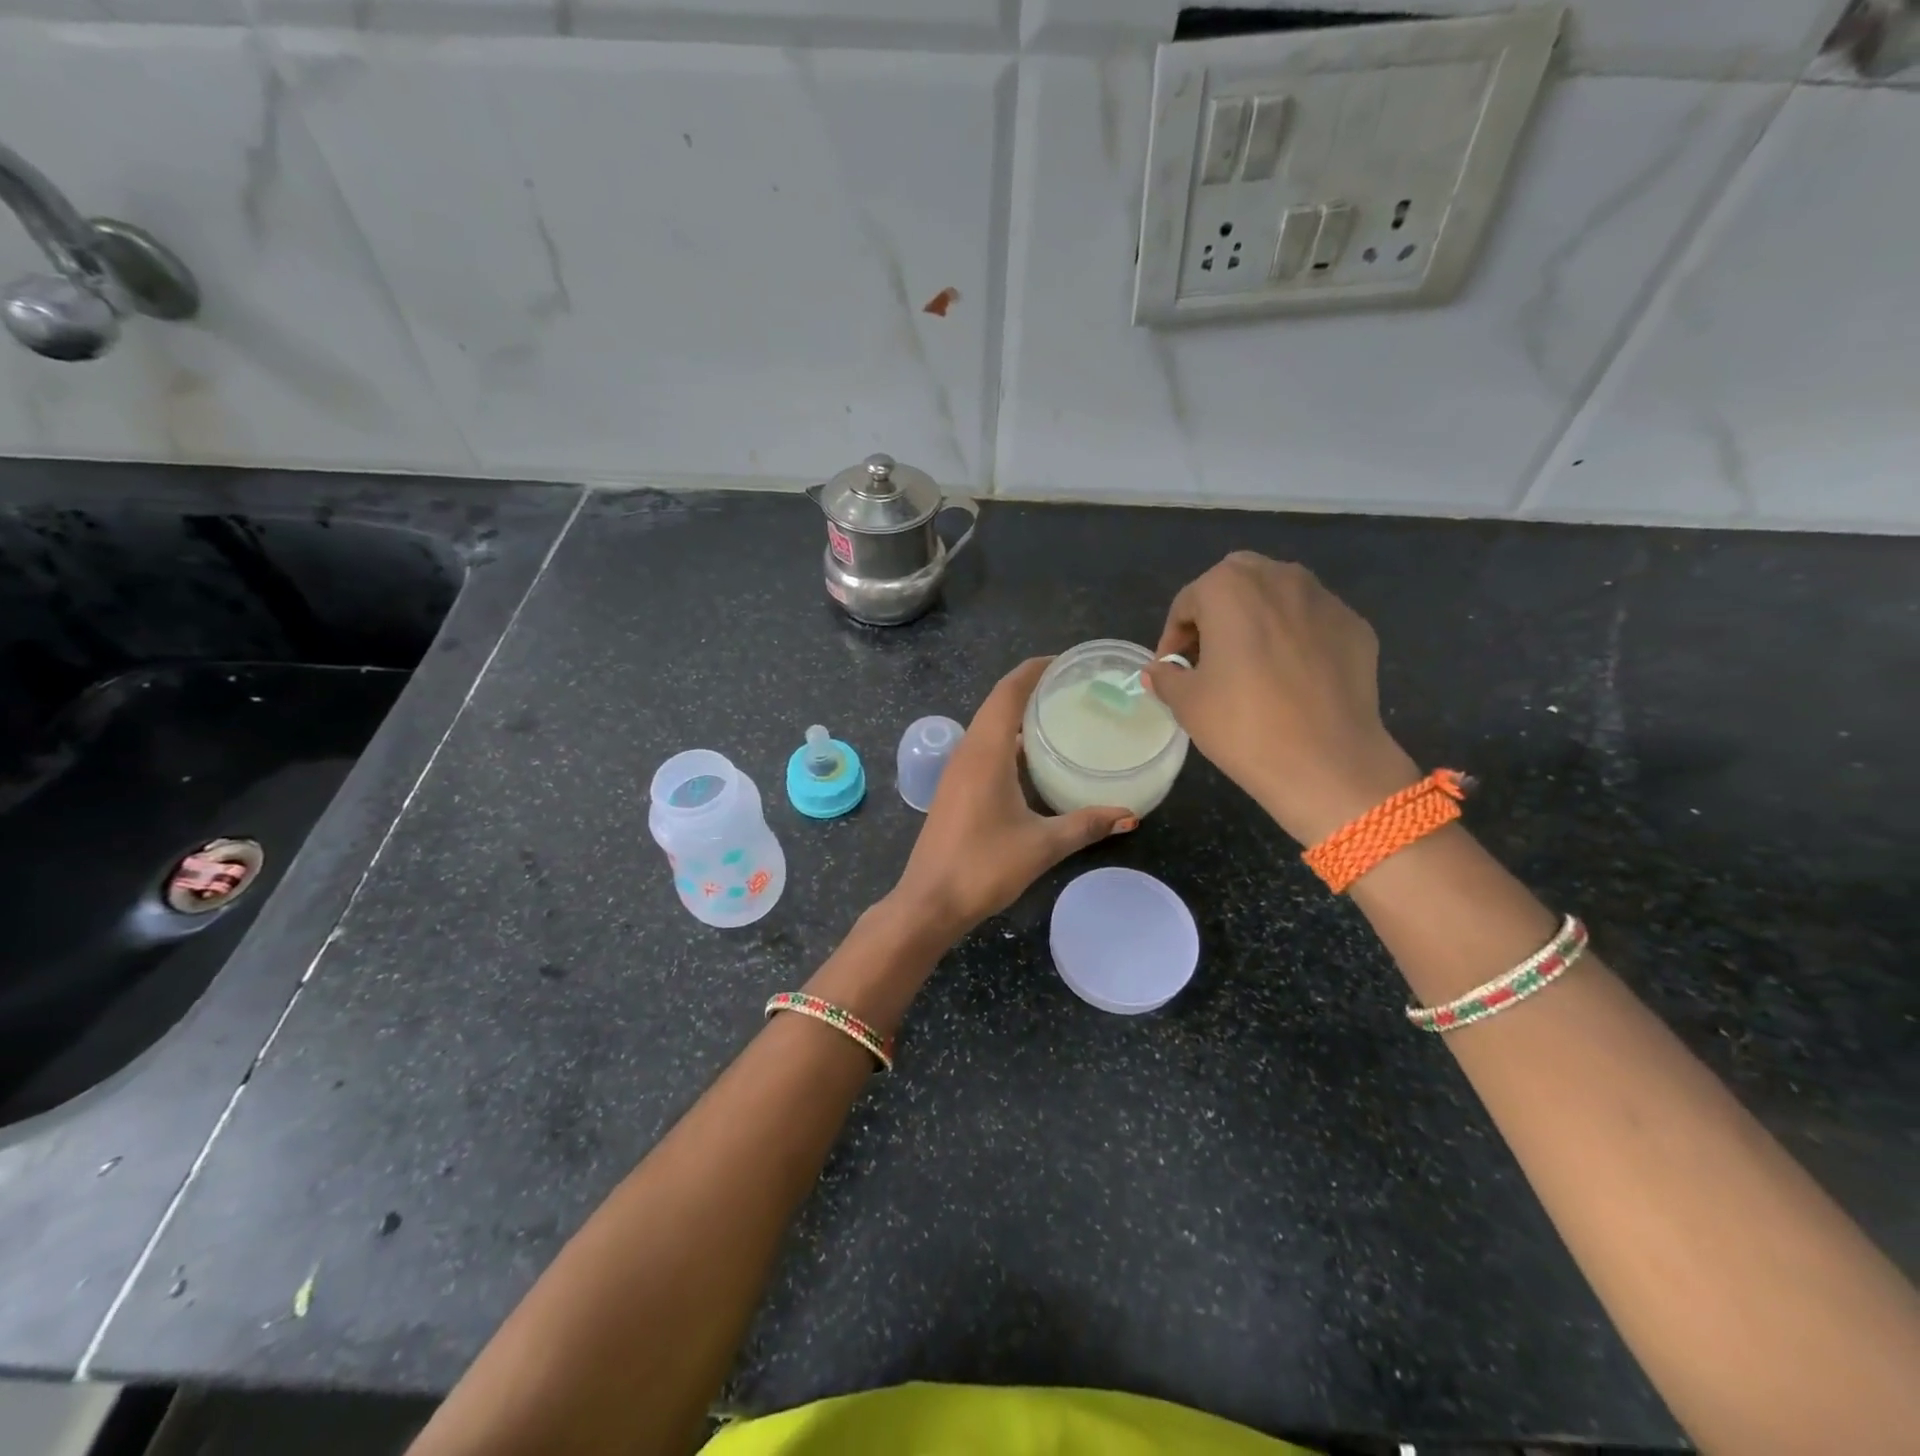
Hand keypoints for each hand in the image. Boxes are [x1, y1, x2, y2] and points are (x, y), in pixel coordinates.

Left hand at [890, 657, 1133, 938]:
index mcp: (985, 752)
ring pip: (989, 727)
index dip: (1034, 670)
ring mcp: (957, 771)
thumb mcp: (1042, 844)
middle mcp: (967, 752)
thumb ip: (1086, 825)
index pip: (1008, 692)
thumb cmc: (984, 866)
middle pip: (998, 704)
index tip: (1066, 661)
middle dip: (1031, 689)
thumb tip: (1130, 814)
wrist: (930, 902)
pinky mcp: (955, 789)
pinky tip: (1034, 759)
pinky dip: (1009, 741)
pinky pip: (984, 749)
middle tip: (1074, 688)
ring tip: (1059, 716)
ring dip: (1018, 716)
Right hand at [1144, 553, 1418, 843]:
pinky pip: (1312, 623)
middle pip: (1236, 585)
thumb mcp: (1186, 702)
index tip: (1172, 671)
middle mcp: (1279, 577)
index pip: (1187, 603)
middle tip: (1209, 659)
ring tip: (1251, 666)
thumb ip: (1166, 677)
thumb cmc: (1242, 724)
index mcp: (1229, 586)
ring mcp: (1324, 599)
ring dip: (1258, 621)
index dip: (1173, 639)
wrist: (1326, 761)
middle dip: (1217, 615)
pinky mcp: (1355, 626)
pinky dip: (1296, 639)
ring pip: (1278, 598)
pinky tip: (1291, 679)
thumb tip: (1159, 672)